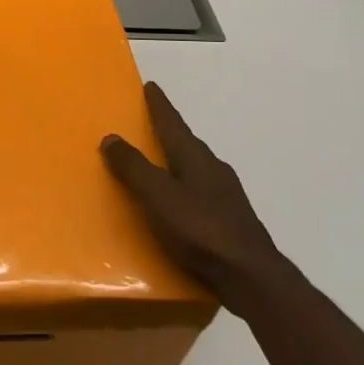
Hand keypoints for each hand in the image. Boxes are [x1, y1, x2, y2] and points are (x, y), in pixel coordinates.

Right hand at [101, 82, 293, 315]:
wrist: (252, 278)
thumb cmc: (200, 230)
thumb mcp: (158, 196)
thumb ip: (134, 168)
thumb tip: (111, 137)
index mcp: (195, 158)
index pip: (173, 124)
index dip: (160, 106)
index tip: (151, 86)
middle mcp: (214, 170)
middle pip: (187, 144)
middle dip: (169, 132)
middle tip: (150, 124)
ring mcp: (226, 196)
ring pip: (196, 169)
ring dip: (177, 161)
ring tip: (159, 164)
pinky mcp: (231, 221)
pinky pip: (201, 193)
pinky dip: (185, 188)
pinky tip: (179, 204)